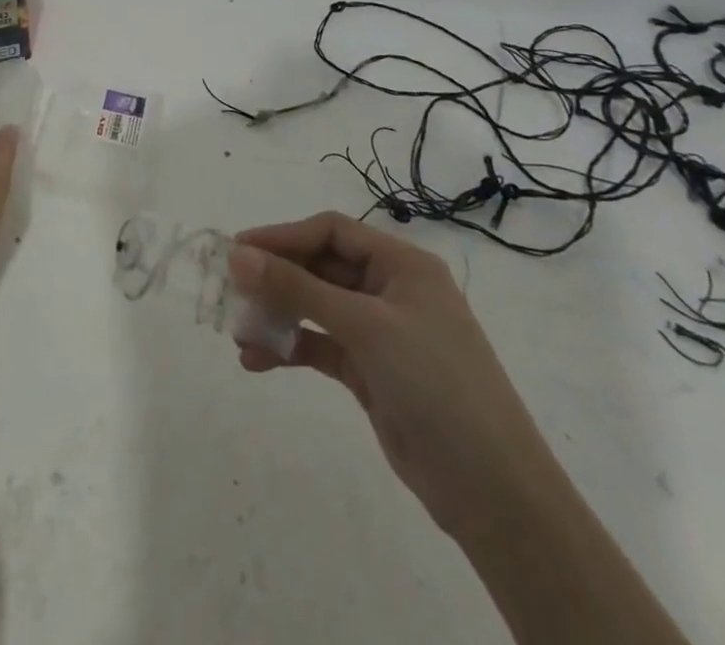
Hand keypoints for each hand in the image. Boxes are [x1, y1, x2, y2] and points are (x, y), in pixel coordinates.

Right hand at [229, 211, 564, 542]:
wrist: (493, 492)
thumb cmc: (435, 384)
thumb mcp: (364, 327)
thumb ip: (298, 289)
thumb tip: (238, 255)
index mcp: (402, 265)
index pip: (331, 232)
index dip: (283, 236)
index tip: (238, 251)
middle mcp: (390, 290)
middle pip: (320, 268)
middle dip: (275, 279)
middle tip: (231, 292)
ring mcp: (381, 333)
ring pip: (316, 307)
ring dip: (277, 315)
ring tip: (239, 332)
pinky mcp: (371, 371)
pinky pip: (320, 346)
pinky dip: (290, 348)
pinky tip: (257, 360)